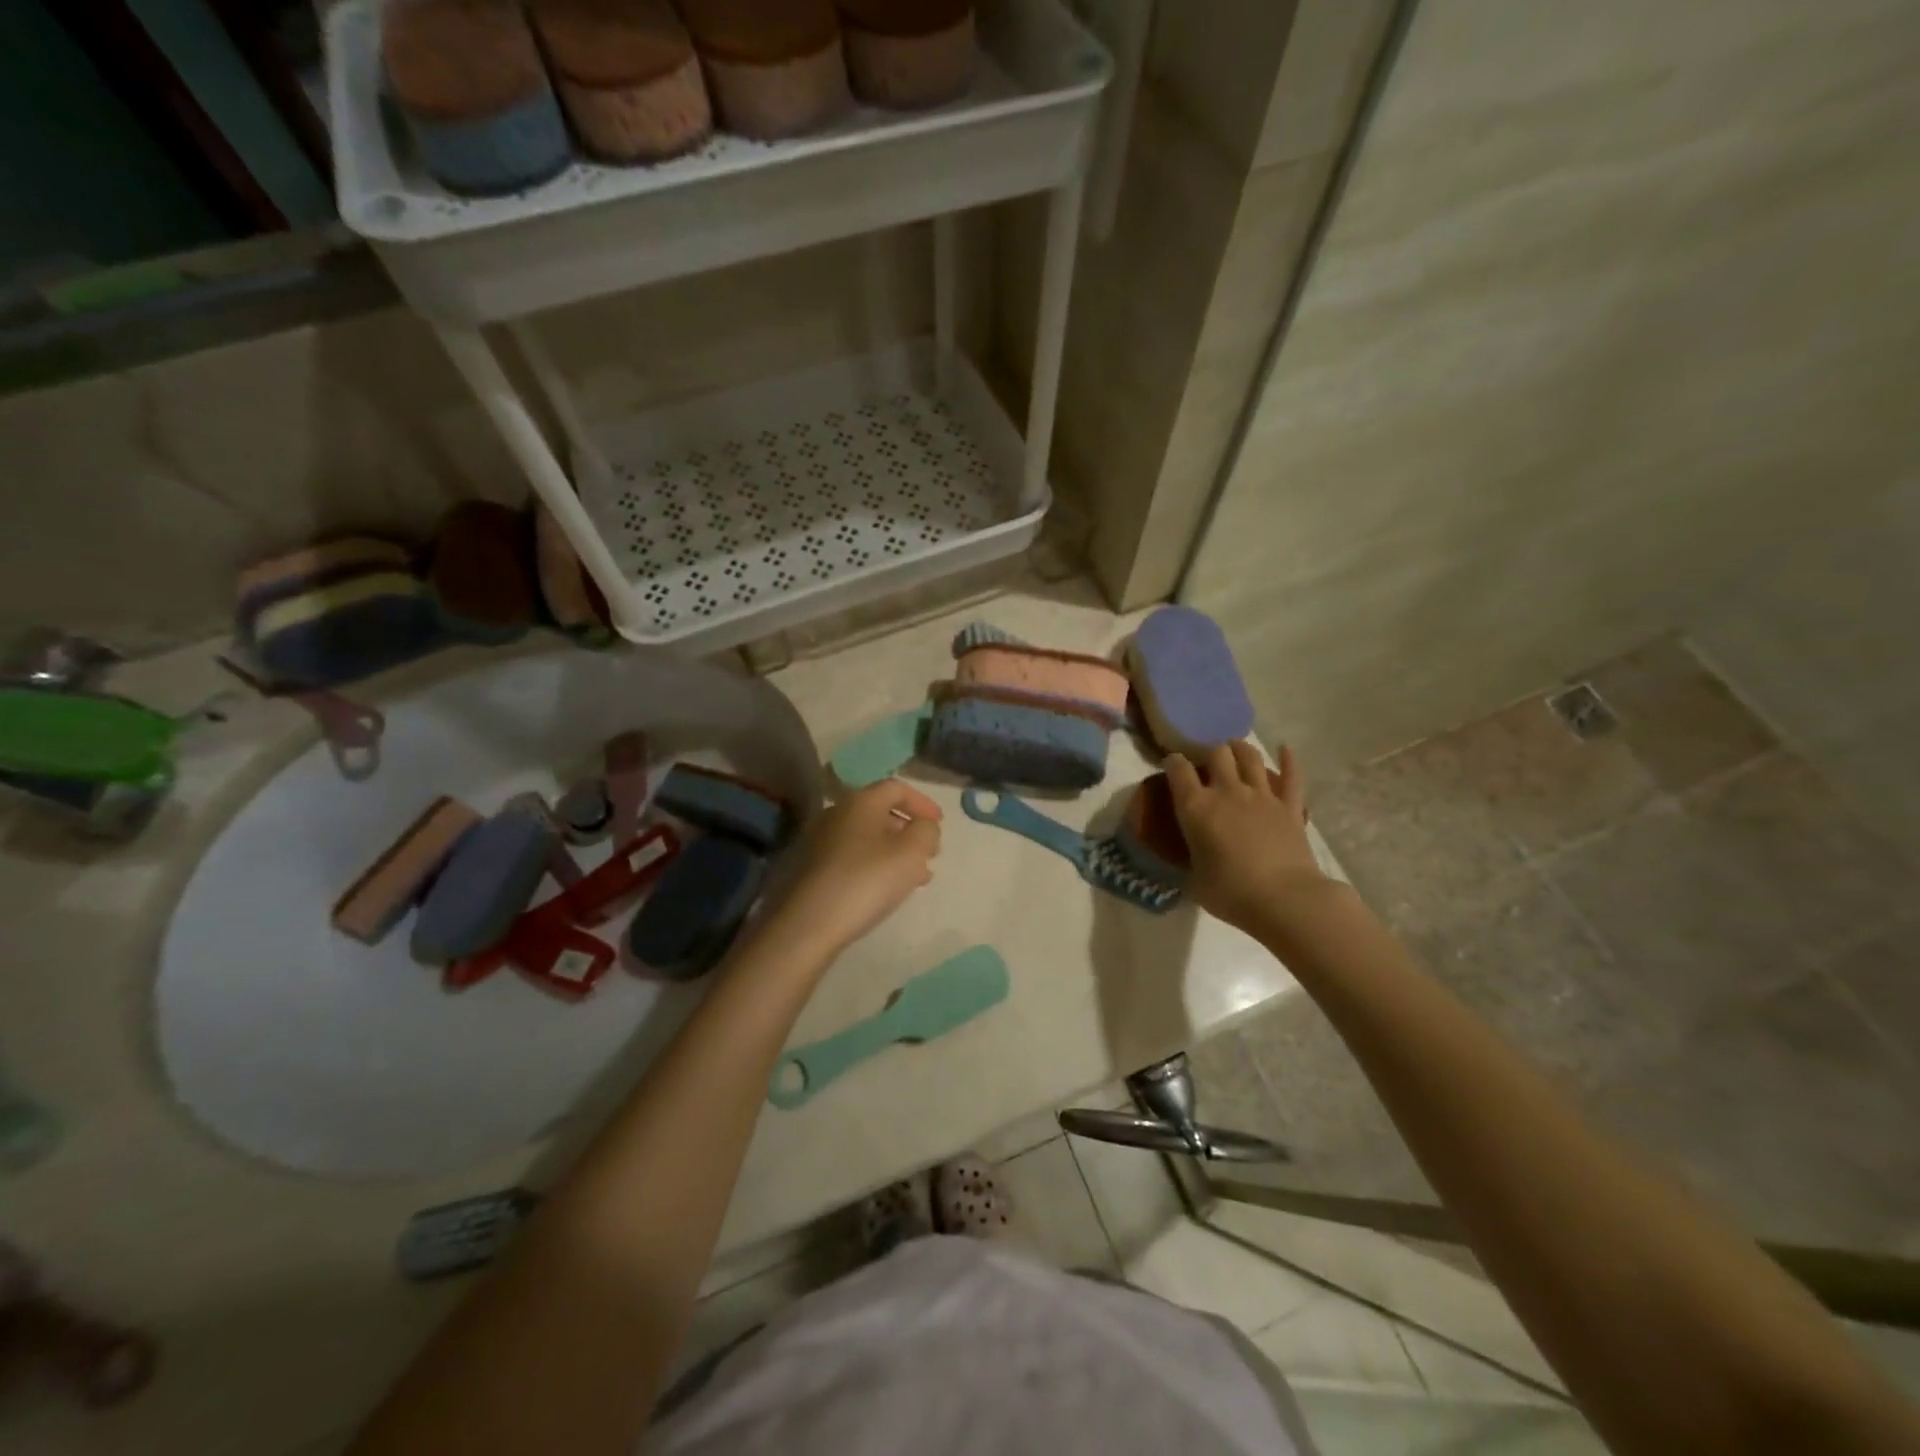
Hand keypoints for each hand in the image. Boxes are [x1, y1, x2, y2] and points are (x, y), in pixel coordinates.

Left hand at [765, 779, 942, 956]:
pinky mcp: (809, 867)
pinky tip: (883, 890)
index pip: (896, 788)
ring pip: (866, 837)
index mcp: (860, 802)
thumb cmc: (866, 881)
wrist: (806, 924)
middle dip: (908, 830)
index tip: (939, 824)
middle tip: (929, 853)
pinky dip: (873, 865)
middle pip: (880, 812)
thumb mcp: (911, 854)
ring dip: (893, 851)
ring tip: (914, 878)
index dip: (922, 802)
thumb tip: (924, 826)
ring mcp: (818, 841)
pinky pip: (851, 857)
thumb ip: (926, 832)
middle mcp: (836, 813)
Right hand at [1166, 742, 1326, 937]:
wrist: (1284, 900)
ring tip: (1235, 748)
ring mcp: (1262, 796)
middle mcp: (1227, 792)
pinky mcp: (1290, 806)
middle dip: (1209, 752)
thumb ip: (1190, 864)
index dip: (1172, 762)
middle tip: (1206, 760)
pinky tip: (1285, 748)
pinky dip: (1288, 760)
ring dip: (1240, 748)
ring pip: (1250, 757)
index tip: (1171, 764)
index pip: (1178, 770)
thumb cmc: (1231, 894)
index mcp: (1196, 808)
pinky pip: (1291, 775)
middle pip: (1216, 753)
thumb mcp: (1194, 882)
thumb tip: (1191, 864)